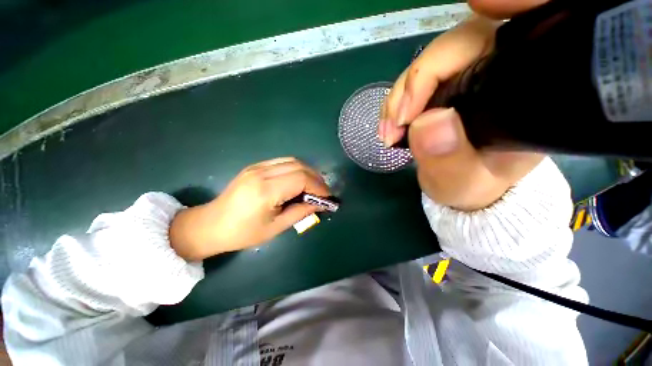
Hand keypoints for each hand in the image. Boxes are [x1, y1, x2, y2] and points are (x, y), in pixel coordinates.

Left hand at [169, 157, 329, 260]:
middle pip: (299, 166)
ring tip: (313, 186)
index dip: (319, 187)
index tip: (328, 197)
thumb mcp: (276, 227)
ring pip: (292, 161)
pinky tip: (298, 181)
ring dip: (308, 172)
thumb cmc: (243, 232)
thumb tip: (320, 204)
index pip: (301, 179)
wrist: (211, 224)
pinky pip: (283, 162)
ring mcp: (257, 166)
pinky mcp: (255, 166)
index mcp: (266, 190)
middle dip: (316, 178)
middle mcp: (262, 172)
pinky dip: (296, 169)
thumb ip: (301, 212)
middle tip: (323, 192)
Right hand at [379, 9, 544, 210]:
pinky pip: (410, 84)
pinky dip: (393, 104)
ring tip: (387, 132)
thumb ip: (450, 158)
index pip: (510, 37)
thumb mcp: (463, 182)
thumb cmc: (471, 185)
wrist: (459, 186)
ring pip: (425, 67)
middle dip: (415, 84)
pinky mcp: (439, 89)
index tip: (454, 35)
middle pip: (453, 49)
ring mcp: (463, 78)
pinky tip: (387, 127)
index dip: (485, 23)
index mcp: (520, 90)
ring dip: (397, 99)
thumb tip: (427, 122)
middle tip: (396, 123)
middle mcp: (495, 73)